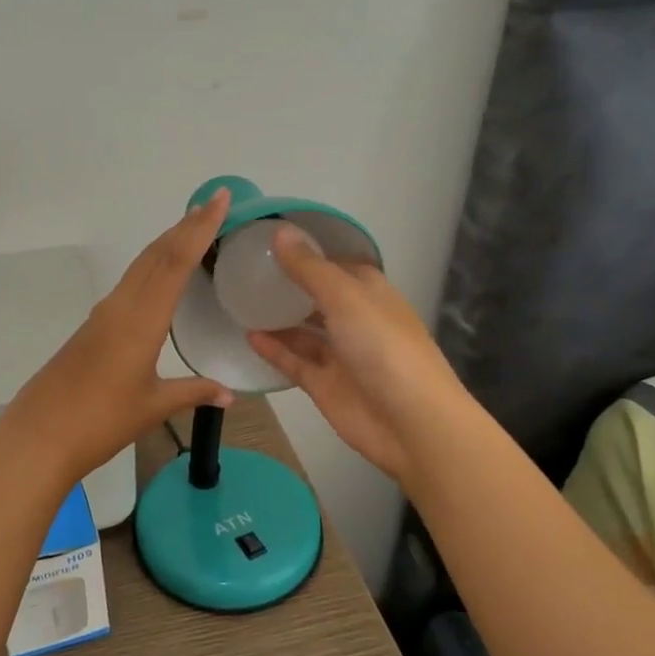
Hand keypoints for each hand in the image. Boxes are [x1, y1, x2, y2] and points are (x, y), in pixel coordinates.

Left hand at [0, 189, 234, 485]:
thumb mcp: (152, 407)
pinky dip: (151, 268)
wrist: (38, 437)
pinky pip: (128, 285)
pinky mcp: (91, 328)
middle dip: (185, 226)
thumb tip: (228, 394)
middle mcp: (120, 307)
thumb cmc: (100, 422)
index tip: (220, 200)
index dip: (199, 228)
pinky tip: (160, 278)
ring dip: (167, 244)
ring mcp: (102, 315)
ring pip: (139, 267)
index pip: (175, 262)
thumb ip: (193, 393)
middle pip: (156, 254)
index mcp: (141, 321)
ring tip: (192, 230)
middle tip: (214, 204)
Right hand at [247, 225, 458, 485]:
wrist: (412, 424)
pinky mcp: (325, 385)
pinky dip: (274, 349)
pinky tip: (248, 335)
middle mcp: (357, 320)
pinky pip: (295, 361)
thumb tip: (279, 231)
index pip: (338, 265)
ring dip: (278, 318)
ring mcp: (341, 355)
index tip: (272, 243)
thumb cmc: (384, 348)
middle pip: (319, 298)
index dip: (310, 254)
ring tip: (242, 301)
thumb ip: (309, 269)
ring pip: (305, 331)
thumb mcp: (345, 298)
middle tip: (248, 271)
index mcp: (371, 293)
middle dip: (290, 286)